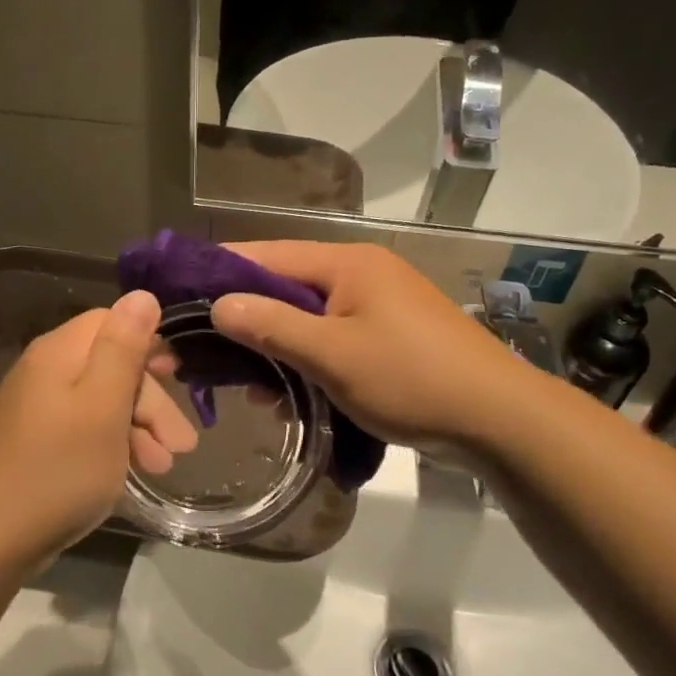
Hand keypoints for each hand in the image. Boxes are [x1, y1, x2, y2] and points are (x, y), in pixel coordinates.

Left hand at [0, 291, 196, 559]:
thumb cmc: (60, 468)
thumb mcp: (104, 405)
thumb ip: (125, 348)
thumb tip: (143, 293)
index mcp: (59, 352)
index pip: (112, 322)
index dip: (149, 344)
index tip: (180, 376)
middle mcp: (45, 371)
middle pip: (111, 364)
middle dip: (151, 400)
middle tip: (182, 442)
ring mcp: (38, 408)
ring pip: (102, 400)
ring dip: (139, 427)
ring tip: (164, 464)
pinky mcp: (36, 441)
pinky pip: (85, 427)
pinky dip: (115, 443)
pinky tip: (135, 471)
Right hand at [209, 242, 518, 456]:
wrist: (498, 419)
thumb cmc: (411, 378)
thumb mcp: (333, 354)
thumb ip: (272, 326)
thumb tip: (218, 304)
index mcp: (346, 264)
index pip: (265, 256)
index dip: (218, 274)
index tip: (177, 297)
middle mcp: (360, 274)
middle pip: (283, 286)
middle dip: (242, 318)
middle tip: (199, 349)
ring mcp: (376, 305)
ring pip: (305, 316)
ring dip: (272, 346)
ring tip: (239, 383)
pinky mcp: (387, 335)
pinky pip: (329, 338)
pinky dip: (303, 359)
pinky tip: (284, 393)